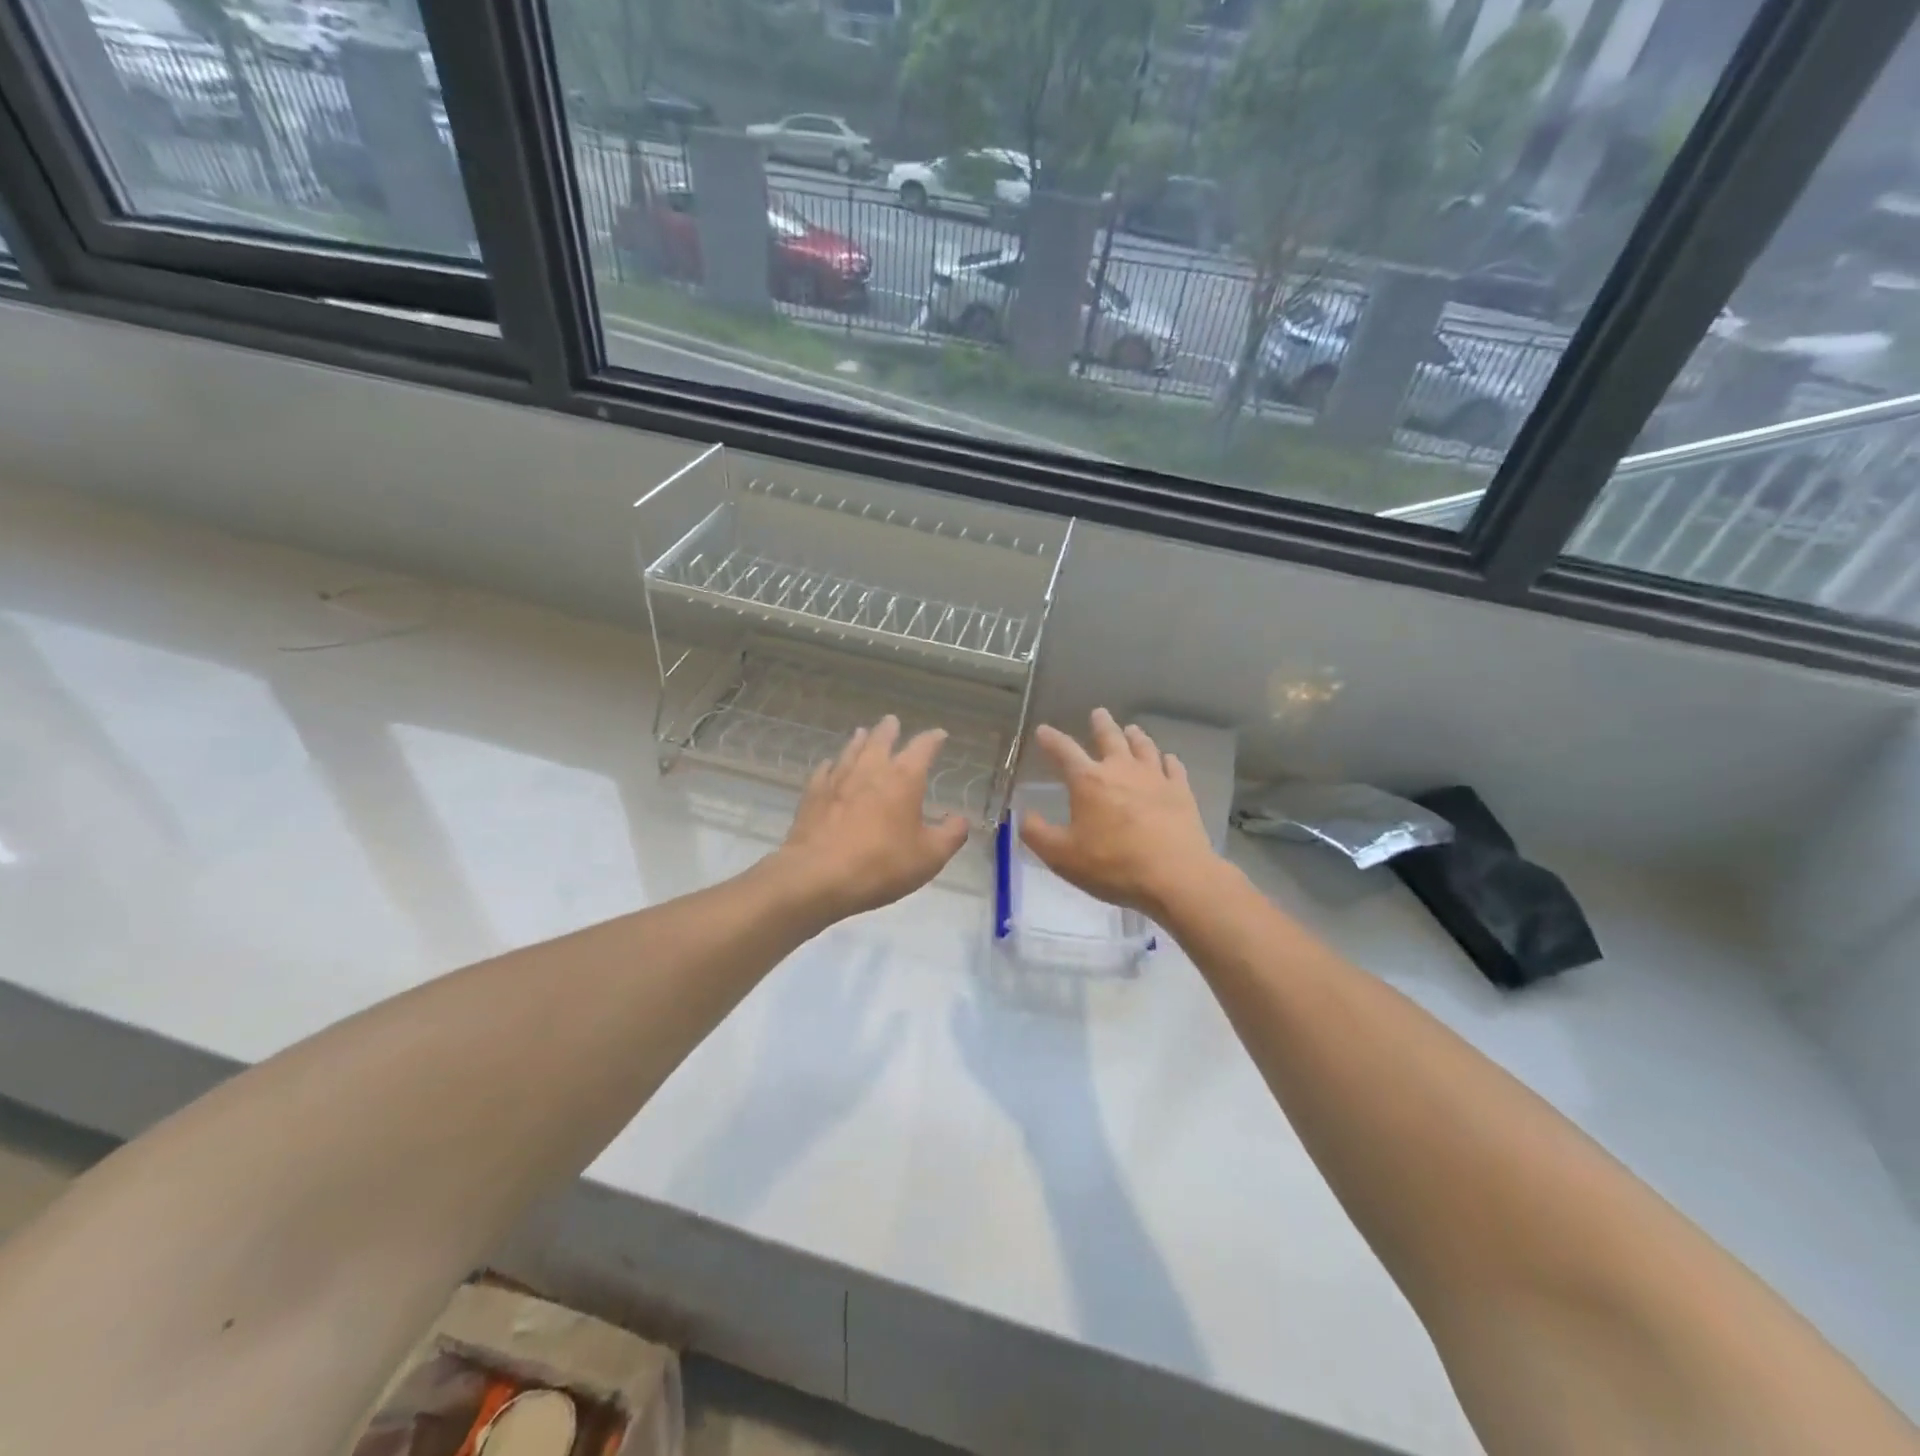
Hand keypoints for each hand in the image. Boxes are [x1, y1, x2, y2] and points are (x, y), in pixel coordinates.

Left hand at [775, 715, 970, 921]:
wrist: (819, 876)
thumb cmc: (882, 864)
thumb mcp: (930, 856)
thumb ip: (951, 835)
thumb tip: (961, 820)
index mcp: (904, 779)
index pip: (923, 748)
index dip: (933, 739)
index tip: (939, 734)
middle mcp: (871, 770)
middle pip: (881, 740)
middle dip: (890, 730)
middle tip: (892, 721)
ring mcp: (838, 780)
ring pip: (851, 751)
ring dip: (859, 740)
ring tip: (862, 732)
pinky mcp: (813, 795)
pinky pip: (824, 772)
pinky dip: (830, 765)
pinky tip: (829, 766)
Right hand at [1022, 709, 1220, 917]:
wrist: (1175, 876)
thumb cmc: (1113, 865)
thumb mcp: (1061, 856)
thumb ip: (1037, 834)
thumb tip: (1023, 815)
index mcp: (1088, 781)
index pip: (1064, 751)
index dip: (1051, 739)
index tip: (1043, 730)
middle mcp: (1121, 770)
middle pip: (1110, 737)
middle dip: (1101, 724)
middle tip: (1098, 713)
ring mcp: (1155, 778)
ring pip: (1144, 747)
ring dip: (1135, 736)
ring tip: (1132, 729)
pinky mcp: (1181, 792)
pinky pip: (1173, 767)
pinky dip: (1167, 760)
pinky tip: (1167, 760)